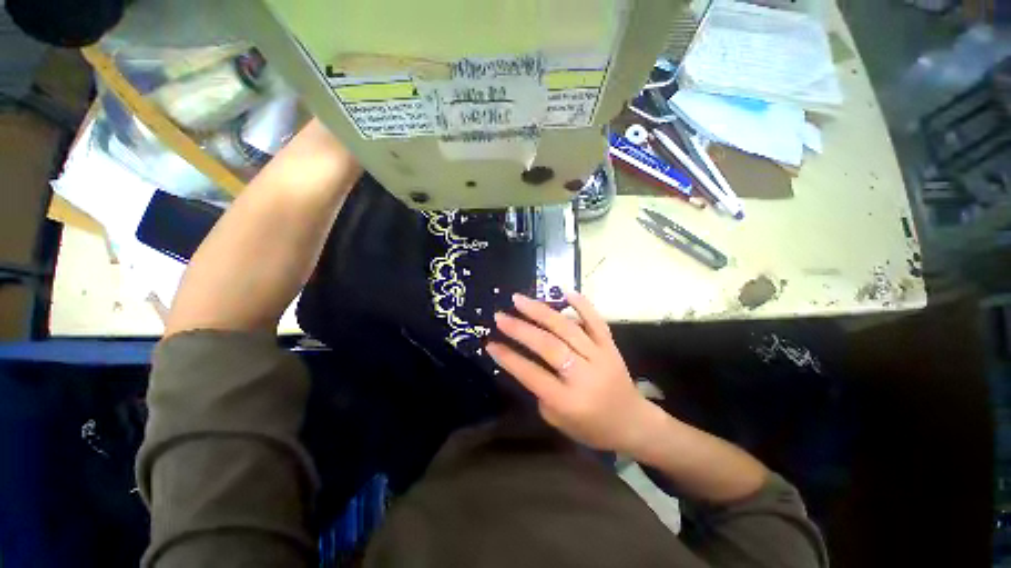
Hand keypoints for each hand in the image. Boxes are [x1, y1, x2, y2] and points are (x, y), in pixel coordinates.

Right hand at [486, 291, 656, 453]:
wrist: (633, 423)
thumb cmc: (592, 428)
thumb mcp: (558, 421)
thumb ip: (541, 390)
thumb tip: (526, 358)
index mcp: (568, 400)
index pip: (532, 374)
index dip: (509, 358)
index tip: (490, 343)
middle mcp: (584, 374)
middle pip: (549, 346)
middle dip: (520, 329)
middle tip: (500, 316)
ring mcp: (600, 356)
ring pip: (567, 328)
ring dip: (541, 312)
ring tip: (519, 300)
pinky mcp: (611, 346)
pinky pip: (596, 321)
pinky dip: (582, 305)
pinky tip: (565, 292)